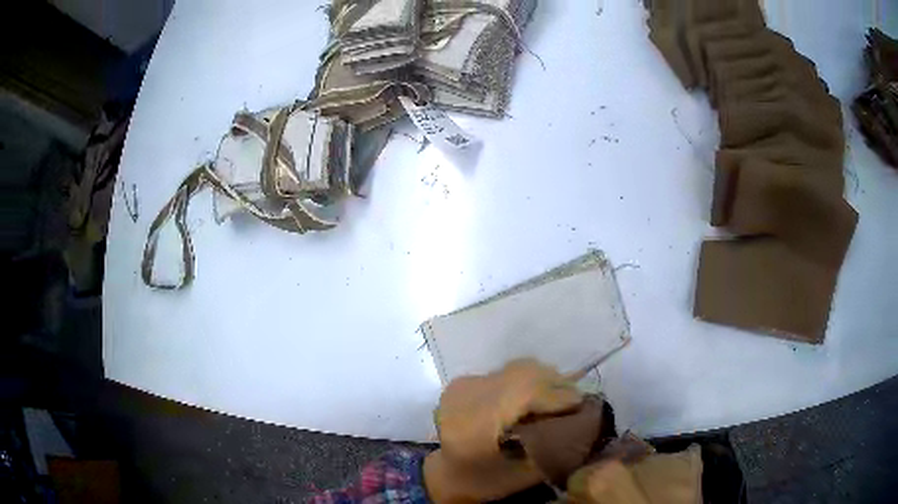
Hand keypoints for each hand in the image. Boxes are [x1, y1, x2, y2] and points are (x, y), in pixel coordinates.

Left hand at [423, 359, 582, 502]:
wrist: (447, 473)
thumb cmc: (485, 480)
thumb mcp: (522, 474)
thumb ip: (552, 447)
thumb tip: (584, 420)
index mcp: (474, 424)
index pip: (523, 393)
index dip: (556, 395)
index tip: (581, 403)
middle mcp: (465, 396)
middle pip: (521, 374)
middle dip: (555, 383)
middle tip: (575, 398)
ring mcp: (462, 385)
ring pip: (515, 368)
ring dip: (543, 378)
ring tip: (559, 395)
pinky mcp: (464, 381)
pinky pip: (506, 371)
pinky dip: (527, 379)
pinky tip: (536, 394)